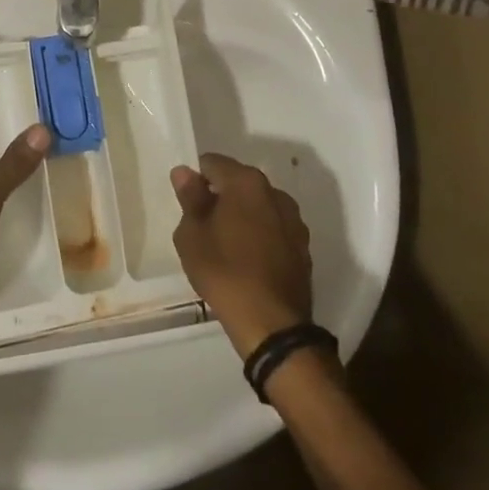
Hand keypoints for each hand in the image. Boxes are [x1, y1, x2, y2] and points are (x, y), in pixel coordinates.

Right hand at [171, 154, 314, 358]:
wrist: (272, 326)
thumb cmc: (225, 272)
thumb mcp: (192, 235)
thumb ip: (189, 198)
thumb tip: (184, 171)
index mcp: (246, 182)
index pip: (213, 163)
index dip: (197, 180)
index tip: (189, 207)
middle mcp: (274, 192)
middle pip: (238, 182)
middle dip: (221, 197)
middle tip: (204, 228)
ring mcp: (293, 219)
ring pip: (258, 205)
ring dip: (243, 215)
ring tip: (228, 247)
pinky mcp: (303, 246)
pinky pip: (274, 228)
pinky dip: (260, 235)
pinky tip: (250, 261)